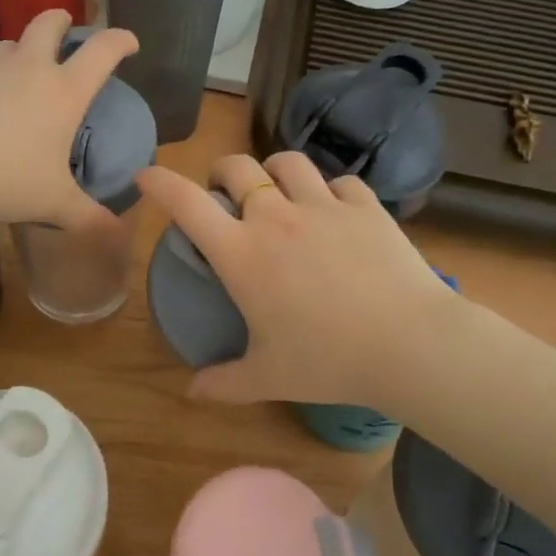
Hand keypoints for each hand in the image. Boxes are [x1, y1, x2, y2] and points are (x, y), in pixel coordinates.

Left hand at [0, 9, 138, 230]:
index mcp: (63, 92)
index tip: (129, 43)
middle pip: (48, 23)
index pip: (103, 50)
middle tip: (63, 27)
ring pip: (8, 45)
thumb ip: (88, 217)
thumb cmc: (5, 180)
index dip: (120, 40)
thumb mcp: (53, 203)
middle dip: (61, 20)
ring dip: (17, 54)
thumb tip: (117, 234)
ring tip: (13, 79)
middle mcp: (29, 67)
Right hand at [136, 151, 472, 409]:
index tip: (146, 176)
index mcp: (242, 253)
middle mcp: (277, 217)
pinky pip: (341, 182)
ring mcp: (324, 206)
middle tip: (225, 192)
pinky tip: (336, 211)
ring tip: (278, 190)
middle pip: (237, 167)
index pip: (187, 203)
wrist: (409, 344)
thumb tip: (192, 392)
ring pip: (288, 163)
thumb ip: (224, 383)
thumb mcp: (269, 377)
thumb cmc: (328, 361)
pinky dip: (331, 191)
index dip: (160, 182)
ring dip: (274, 171)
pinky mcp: (366, 206)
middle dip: (222, 172)